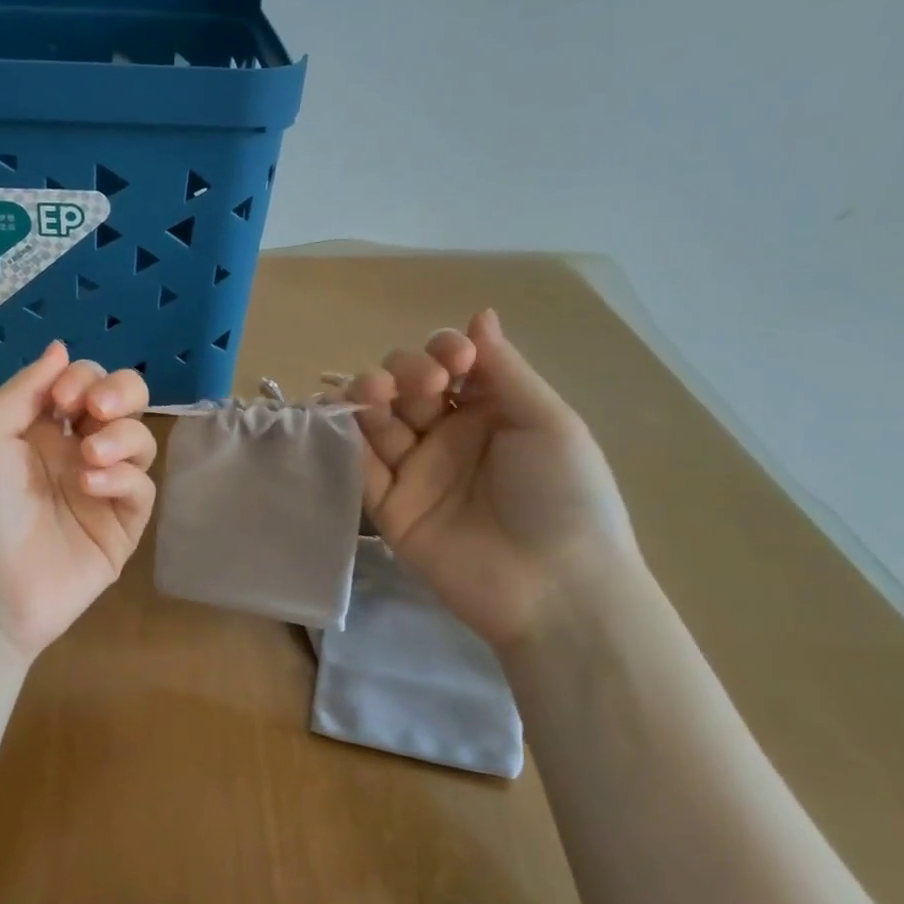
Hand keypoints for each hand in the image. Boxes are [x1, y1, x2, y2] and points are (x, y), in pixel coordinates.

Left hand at [0, 342, 156, 661]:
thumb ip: (27, 388)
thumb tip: (60, 347)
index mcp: (40, 428)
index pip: (84, 382)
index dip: (82, 378)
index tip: (62, 401)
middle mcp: (75, 452)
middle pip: (124, 403)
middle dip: (120, 393)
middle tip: (97, 411)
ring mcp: (102, 490)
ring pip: (140, 441)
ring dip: (121, 437)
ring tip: (90, 457)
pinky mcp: (121, 527)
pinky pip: (141, 489)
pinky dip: (123, 479)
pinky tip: (91, 487)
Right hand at [349, 310, 640, 652]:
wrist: (556, 589)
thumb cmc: (565, 497)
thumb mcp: (549, 423)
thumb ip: (504, 370)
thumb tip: (479, 313)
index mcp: (490, 412)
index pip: (450, 364)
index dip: (443, 350)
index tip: (455, 362)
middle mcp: (448, 436)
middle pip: (405, 386)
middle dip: (403, 371)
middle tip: (422, 385)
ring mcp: (416, 472)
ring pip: (376, 421)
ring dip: (368, 396)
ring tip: (374, 395)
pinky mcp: (390, 508)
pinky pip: (361, 468)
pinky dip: (346, 442)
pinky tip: (338, 416)